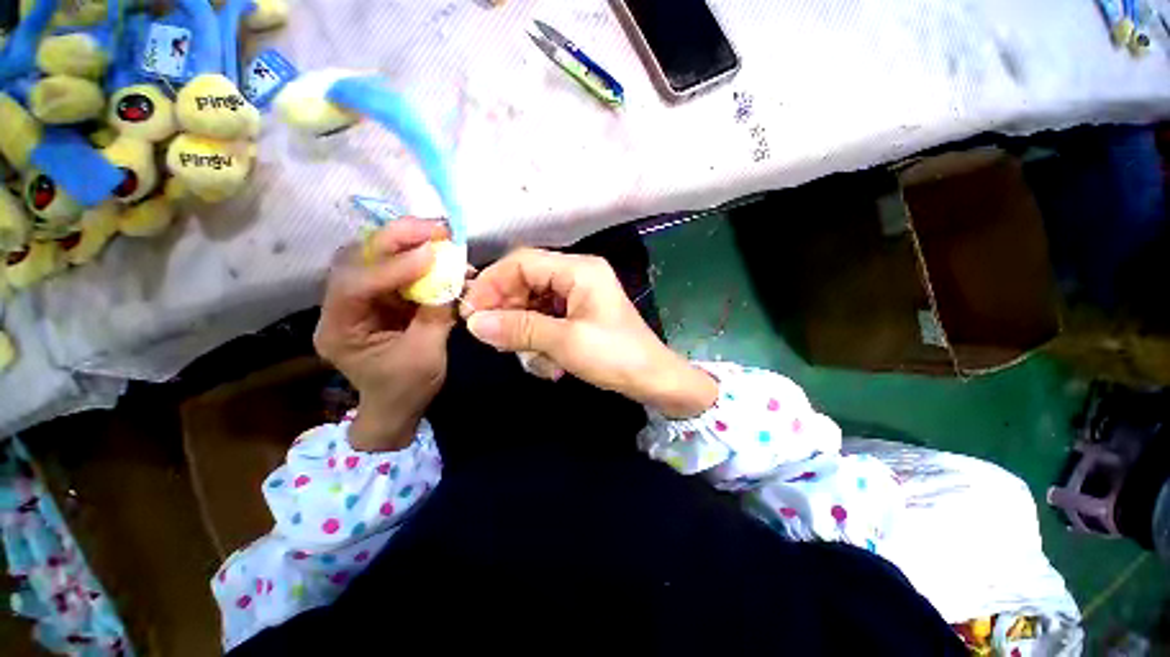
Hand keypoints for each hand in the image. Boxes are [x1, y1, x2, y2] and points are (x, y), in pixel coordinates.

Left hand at [315, 219, 455, 450]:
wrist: (397, 406)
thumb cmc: (407, 389)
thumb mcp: (426, 355)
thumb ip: (437, 314)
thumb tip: (453, 276)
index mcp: (339, 330)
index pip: (355, 286)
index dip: (392, 266)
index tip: (432, 255)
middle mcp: (339, 307)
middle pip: (357, 259)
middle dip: (398, 239)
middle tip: (438, 229)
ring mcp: (357, 299)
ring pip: (372, 255)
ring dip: (406, 241)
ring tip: (439, 235)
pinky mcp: (377, 296)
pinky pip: (392, 266)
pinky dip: (416, 255)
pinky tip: (437, 252)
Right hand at [461, 248, 716, 418]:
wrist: (652, 380)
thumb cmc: (615, 356)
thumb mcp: (565, 342)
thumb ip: (519, 329)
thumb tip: (473, 323)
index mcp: (578, 269)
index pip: (522, 262)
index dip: (493, 283)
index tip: (471, 312)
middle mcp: (577, 276)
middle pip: (526, 282)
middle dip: (510, 313)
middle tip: (497, 341)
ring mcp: (578, 296)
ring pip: (534, 305)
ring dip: (528, 334)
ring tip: (536, 361)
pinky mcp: (579, 315)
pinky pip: (547, 320)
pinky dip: (542, 342)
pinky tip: (551, 365)